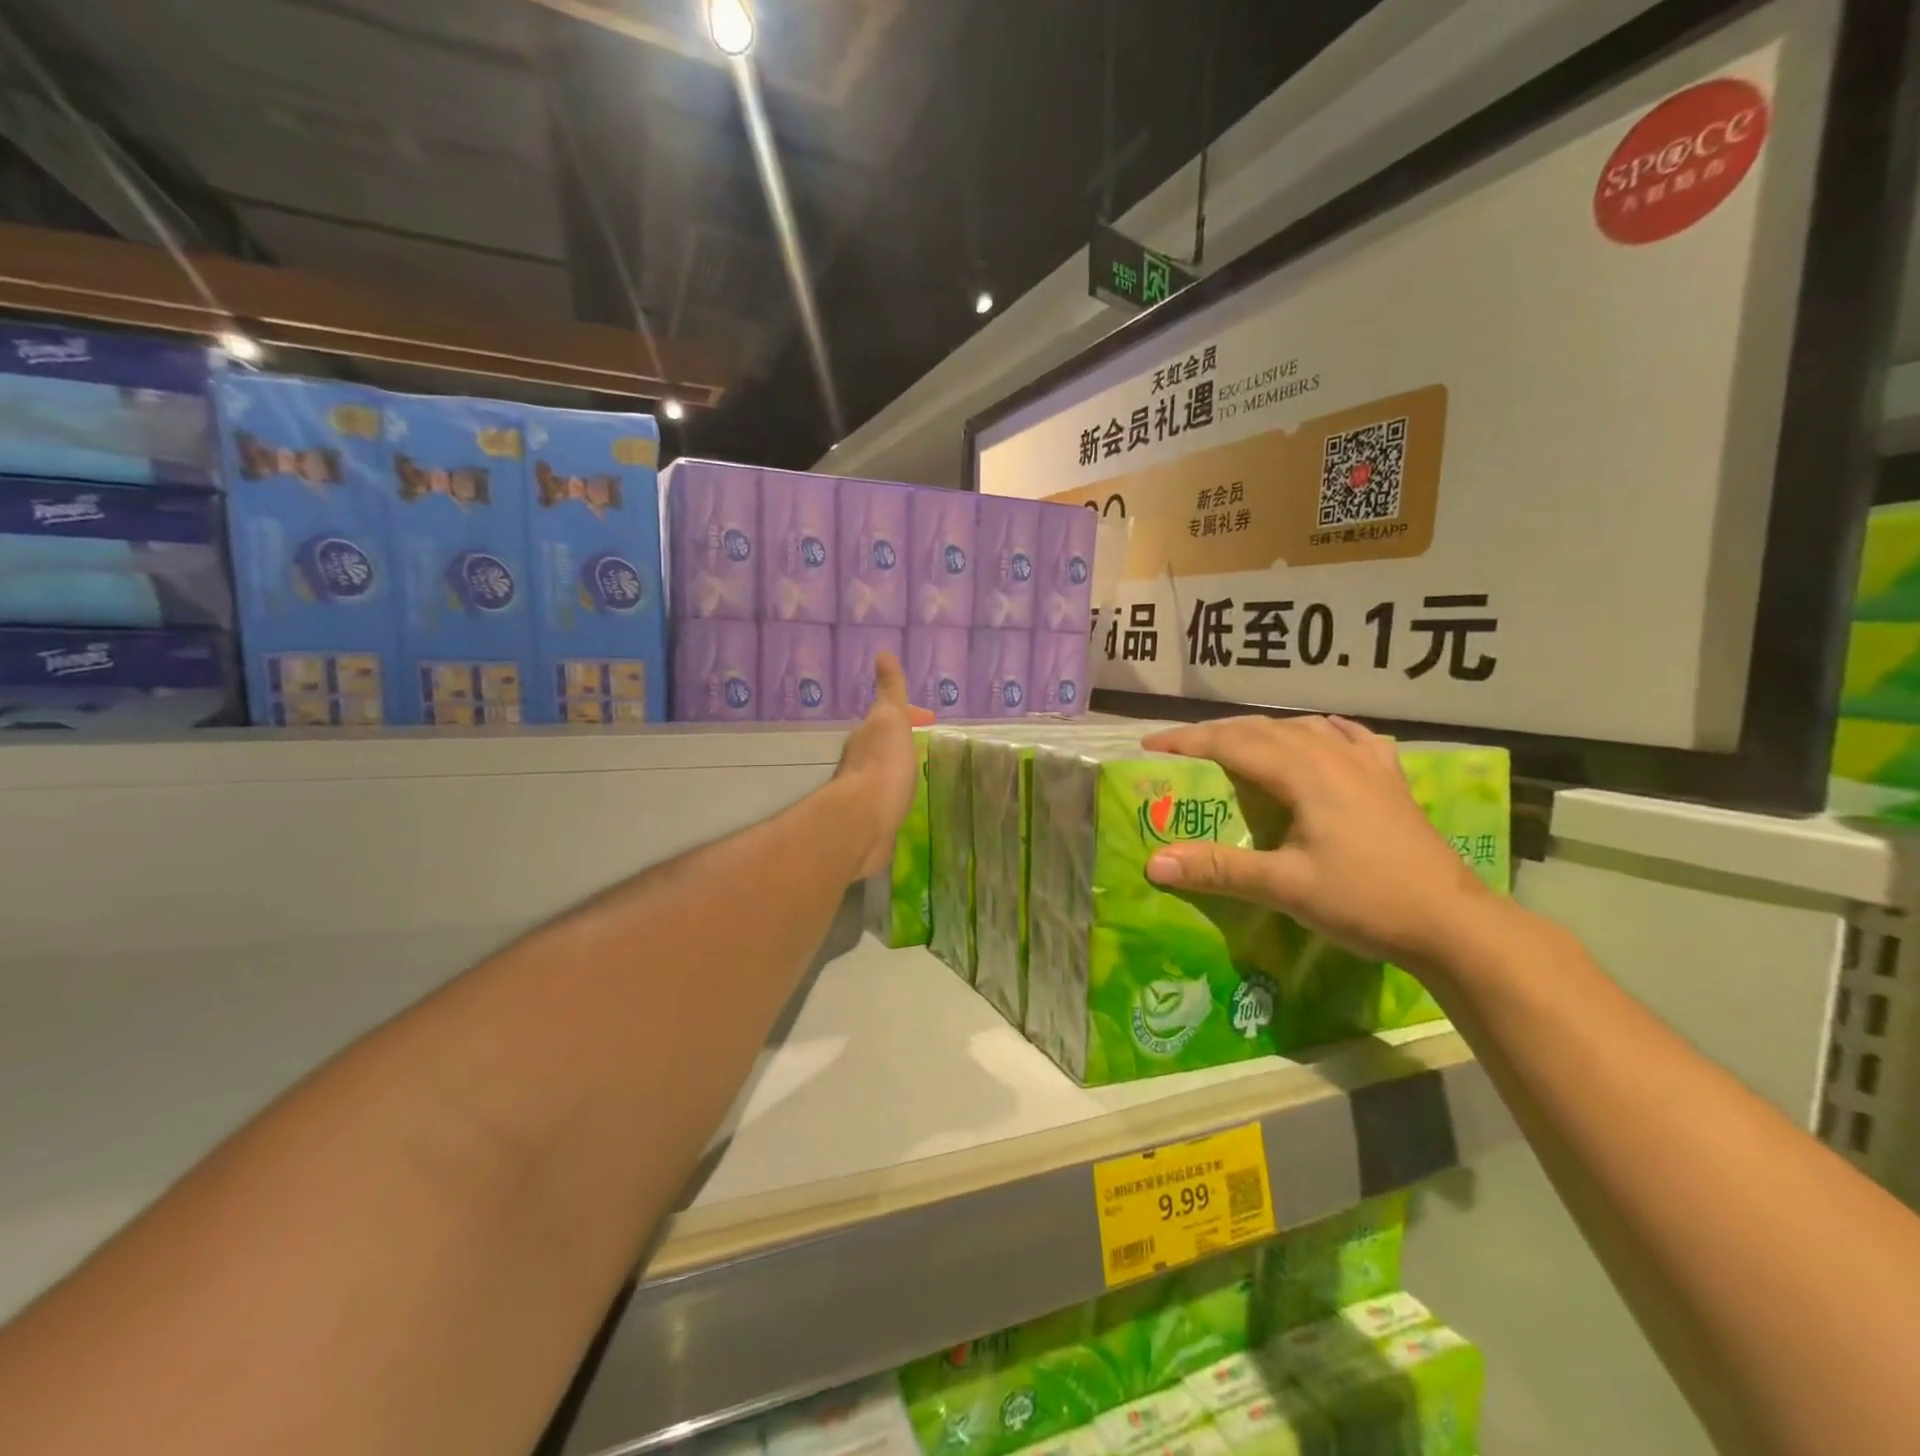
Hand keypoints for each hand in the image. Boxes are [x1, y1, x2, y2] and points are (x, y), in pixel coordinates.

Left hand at [834, 653, 934, 878]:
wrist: (863, 821)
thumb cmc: (883, 766)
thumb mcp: (890, 718)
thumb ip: (890, 690)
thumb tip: (883, 653)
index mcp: (867, 736)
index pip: (889, 717)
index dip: (909, 714)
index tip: (929, 719)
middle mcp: (859, 762)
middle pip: (882, 745)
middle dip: (900, 742)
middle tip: (923, 745)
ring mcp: (863, 794)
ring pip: (882, 774)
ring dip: (897, 770)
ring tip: (917, 774)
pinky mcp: (870, 821)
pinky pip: (885, 802)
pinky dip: (894, 798)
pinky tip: (904, 806)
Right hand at [1140, 715, 1493, 970]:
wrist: (1454, 922)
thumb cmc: (1366, 901)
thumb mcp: (1286, 888)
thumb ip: (1219, 869)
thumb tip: (1154, 862)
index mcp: (1306, 774)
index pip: (1234, 743)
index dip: (1188, 741)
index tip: (1150, 747)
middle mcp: (1334, 756)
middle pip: (1264, 728)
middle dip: (1216, 733)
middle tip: (1179, 748)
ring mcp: (1368, 765)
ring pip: (1303, 728)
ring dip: (1261, 730)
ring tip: (1235, 743)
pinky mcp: (1390, 780)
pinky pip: (1349, 738)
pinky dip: (1322, 731)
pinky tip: (1322, 733)